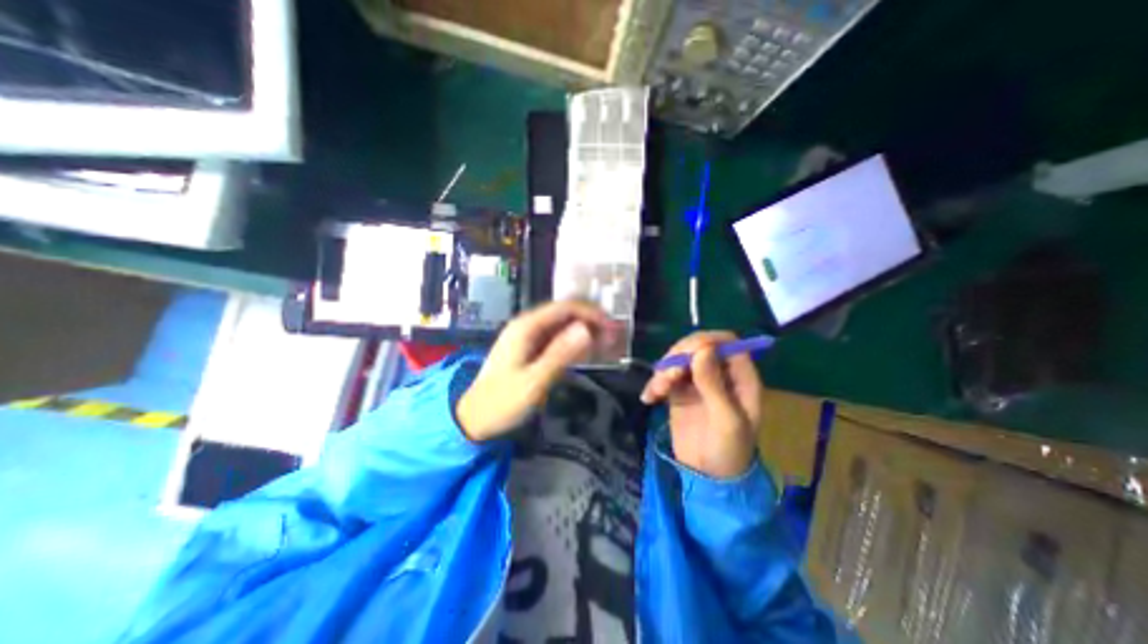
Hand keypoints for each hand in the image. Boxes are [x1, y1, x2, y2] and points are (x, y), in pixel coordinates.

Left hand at [459, 299, 618, 442]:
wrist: (474, 419)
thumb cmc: (502, 402)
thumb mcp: (534, 381)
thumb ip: (560, 354)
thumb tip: (587, 329)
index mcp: (526, 327)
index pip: (565, 308)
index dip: (591, 313)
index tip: (612, 327)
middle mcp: (527, 326)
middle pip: (564, 314)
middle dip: (590, 322)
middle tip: (614, 337)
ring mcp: (527, 337)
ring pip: (562, 326)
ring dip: (584, 332)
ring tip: (607, 343)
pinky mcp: (529, 350)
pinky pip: (556, 339)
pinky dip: (573, 343)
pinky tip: (587, 351)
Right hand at [642, 332, 765, 478]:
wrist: (707, 478)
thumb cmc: (728, 451)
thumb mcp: (726, 420)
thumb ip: (714, 384)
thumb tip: (702, 349)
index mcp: (740, 377)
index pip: (725, 342)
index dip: (706, 342)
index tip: (686, 355)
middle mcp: (719, 373)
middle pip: (698, 346)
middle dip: (679, 356)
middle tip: (668, 375)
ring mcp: (698, 381)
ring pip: (679, 359)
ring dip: (664, 370)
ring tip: (657, 391)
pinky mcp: (680, 391)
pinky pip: (666, 376)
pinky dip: (655, 382)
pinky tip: (649, 397)